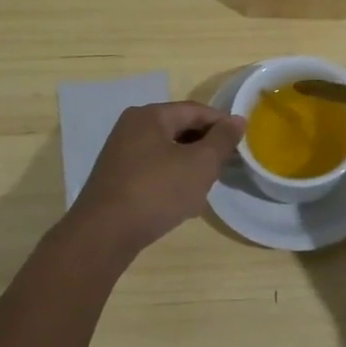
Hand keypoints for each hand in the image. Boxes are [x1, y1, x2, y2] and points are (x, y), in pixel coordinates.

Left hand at [65, 102, 244, 259]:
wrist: (103, 235)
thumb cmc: (156, 191)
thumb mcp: (200, 164)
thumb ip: (222, 140)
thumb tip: (238, 120)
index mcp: (150, 116)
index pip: (196, 110)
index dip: (222, 124)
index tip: (242, 143)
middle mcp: (132, 128)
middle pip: (180, 129)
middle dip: (205, 147)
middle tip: (226, 166)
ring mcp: (121, 154)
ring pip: (168, 152)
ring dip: (190, 166)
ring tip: (207, 186)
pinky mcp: (117, 180)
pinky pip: (154, 170)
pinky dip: (172, 180)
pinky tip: (183, 202)